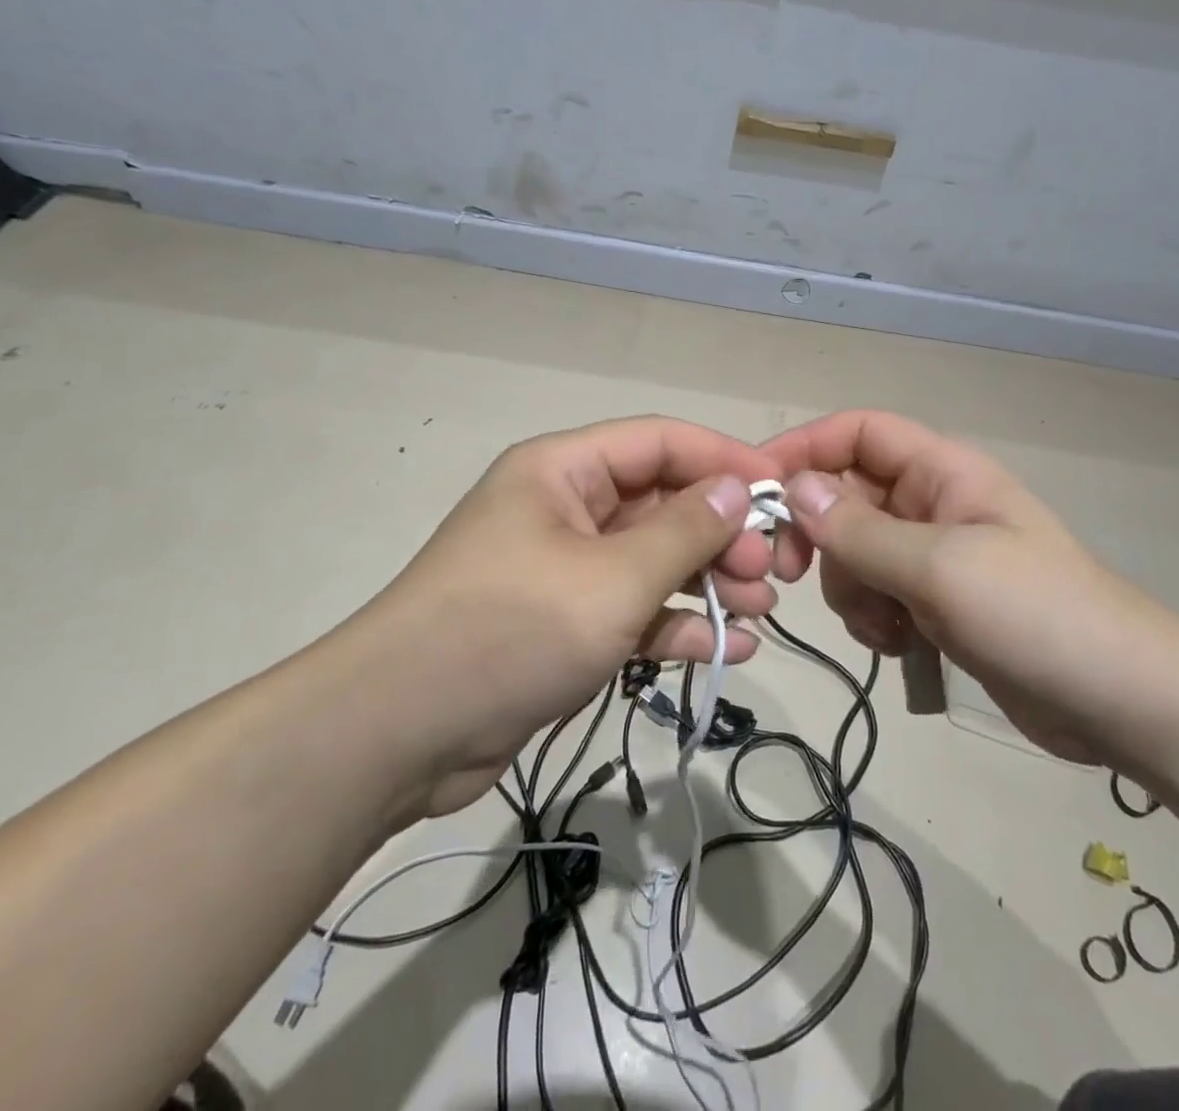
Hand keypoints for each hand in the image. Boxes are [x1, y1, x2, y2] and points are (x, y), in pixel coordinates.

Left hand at [347, 418, 780, 816]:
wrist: (398, 734)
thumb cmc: (511, 630)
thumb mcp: (612, 578)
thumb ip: (683, 532)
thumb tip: (737, 491)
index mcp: (563, 471)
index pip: (659, 443)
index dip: (724, 460)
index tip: (781, 494)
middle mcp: (564, 508)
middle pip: (661, 503)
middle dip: (721, 534)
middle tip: (770, 573)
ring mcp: (564, 568)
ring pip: (653, 559)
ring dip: (708, 581)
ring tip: (759, 612)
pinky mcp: (563, 622)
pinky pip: (633, 608)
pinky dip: (676, 624)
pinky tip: (725, 649)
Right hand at [765, 411, 1178, 762]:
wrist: (1120, 703)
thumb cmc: (1036, 615)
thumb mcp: (940, 567)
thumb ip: (859, 531)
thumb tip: (793, 488)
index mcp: (940, 471)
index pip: (857, 432)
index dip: (805, 448)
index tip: (755, 488)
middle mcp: (931, 503)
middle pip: (844, 495)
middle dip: (817, 535)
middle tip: (789, 572)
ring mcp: (931, 555)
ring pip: (852, 551)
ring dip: (848, 588)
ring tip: (880, 626)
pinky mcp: (933, 602)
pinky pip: (873, 593)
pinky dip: (870, 617)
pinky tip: (896, 646)